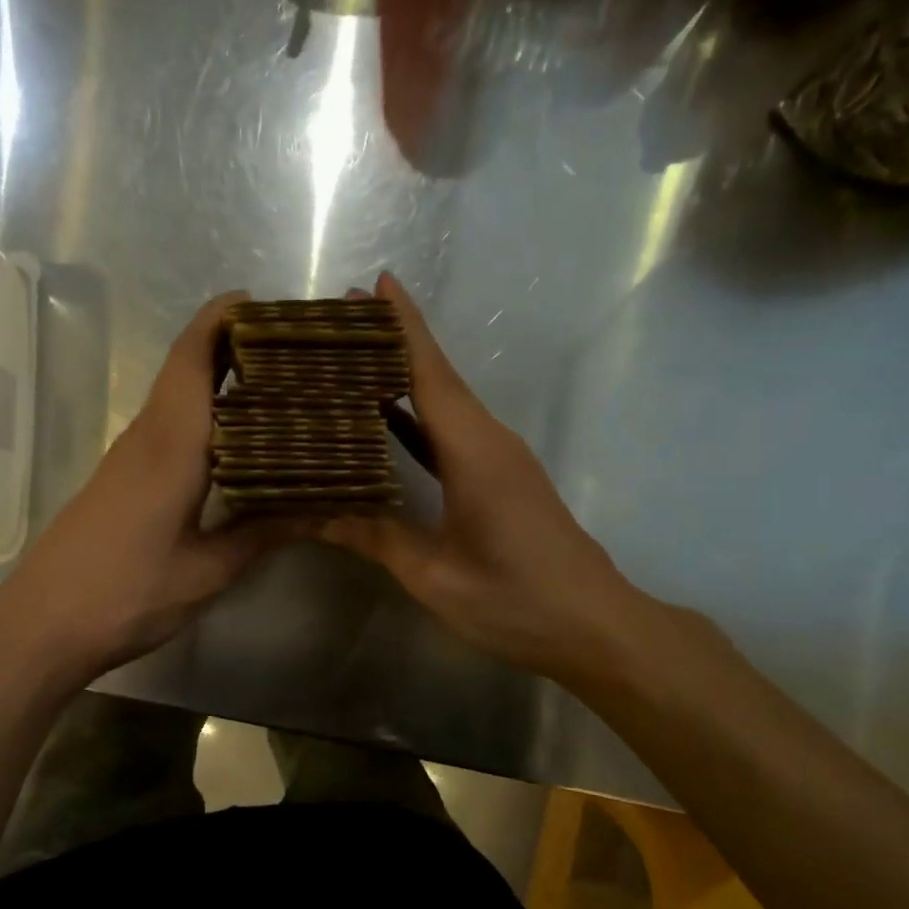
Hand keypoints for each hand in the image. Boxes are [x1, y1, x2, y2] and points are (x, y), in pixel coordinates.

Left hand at [0, 292, 304, 685]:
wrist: (42, 624)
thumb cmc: (126, 595)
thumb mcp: (206, 572)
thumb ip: (261, 534)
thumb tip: (318, 508)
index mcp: (171, 446)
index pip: (193, 359)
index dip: (221, 320)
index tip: (262, 303)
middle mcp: (147, 437)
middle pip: (184, 368)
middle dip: (230, 344)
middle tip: (292, 351)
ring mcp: (128, 457)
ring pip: (175, 397)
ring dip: (216, 380)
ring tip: (277, 387)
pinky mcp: (120, 478)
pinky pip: (166, 426)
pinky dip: (201, 416)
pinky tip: (234, 442)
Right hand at [320, 274, 649, 685]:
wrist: (595, 625)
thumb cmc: (515, 600)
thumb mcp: (434, 574)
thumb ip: (374, 537)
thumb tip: (312, 514)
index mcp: (473, 451)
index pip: (430, 373)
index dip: (403, 327)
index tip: (376, 283)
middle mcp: (488, 441)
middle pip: (437, 376)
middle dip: (393, 342)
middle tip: (339, 320)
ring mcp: (498, 458)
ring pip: (445, 403)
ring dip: (404, 378)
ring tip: (352, 361)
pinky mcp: (501, 478)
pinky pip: (451, 433)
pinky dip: (417, 418)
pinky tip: (387, 420)